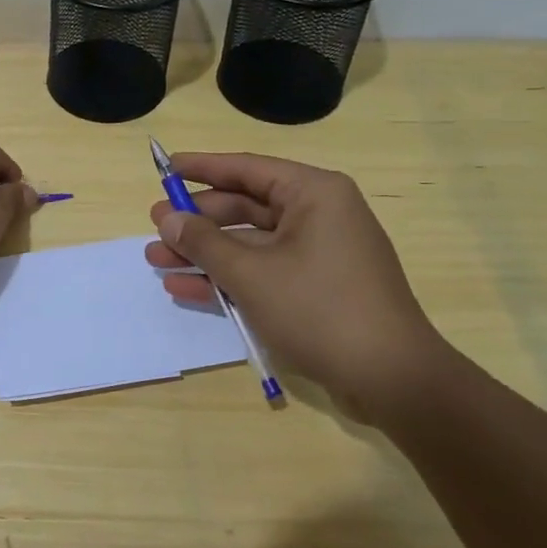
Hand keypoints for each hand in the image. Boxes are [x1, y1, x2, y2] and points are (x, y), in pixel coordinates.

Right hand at [145, 152, 454, 423]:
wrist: (392, 379)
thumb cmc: (319, 309)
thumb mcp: (251, 273)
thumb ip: (204, 242)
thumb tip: (168, 218)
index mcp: (313, 194)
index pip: (246, 169)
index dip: (201, 168)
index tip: (165, 168)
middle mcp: (318, 216)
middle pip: (245, 207)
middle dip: (197, 220)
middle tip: (154, 225)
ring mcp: (319, 255)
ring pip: (249, 244)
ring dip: (204, 254)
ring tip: (157, 261)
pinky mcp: (316, 289)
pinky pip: (264, 272)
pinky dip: (228, 279)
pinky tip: (186, 289)